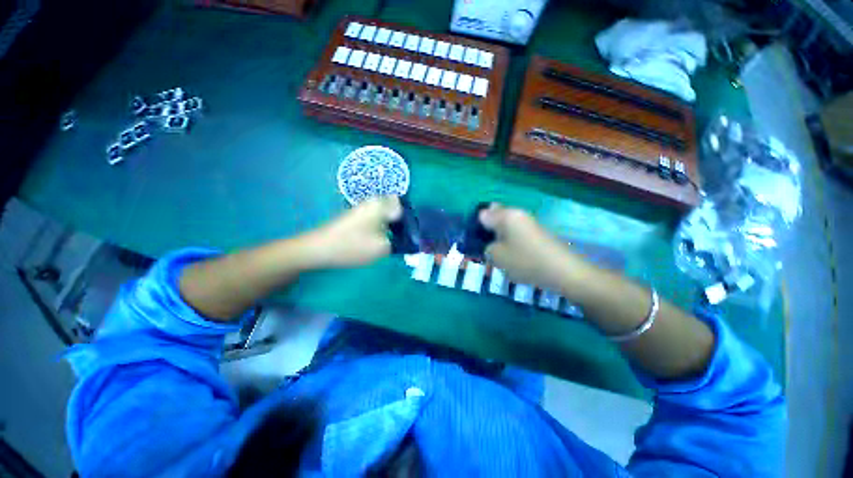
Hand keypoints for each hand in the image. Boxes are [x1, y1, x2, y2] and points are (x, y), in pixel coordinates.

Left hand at [305, 196, 402, 267]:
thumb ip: (400, 243)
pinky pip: (376, 217)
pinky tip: (379, 239)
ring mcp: (363, 208)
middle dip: (402, 221)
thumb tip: (407, 239)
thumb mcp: (382, 248)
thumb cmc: (352, 245)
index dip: (410, 219)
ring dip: (392, 225)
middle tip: (404, 238)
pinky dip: (382, 226)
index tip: (411, 234)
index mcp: (381, 204)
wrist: (318, 249)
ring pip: (386, 212)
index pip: (404, 205)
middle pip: (395, 207)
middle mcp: (373, 201)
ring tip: (393, 240)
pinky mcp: (357, 215)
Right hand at [479, 203, 574, 289]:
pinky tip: (513, 256)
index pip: (483, 214)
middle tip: (485, 248)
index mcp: (506, 215)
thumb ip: (486, 246)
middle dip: (487, 230)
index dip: (475, 227)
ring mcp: (529, 222)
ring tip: (498, 255)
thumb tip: (488, 241)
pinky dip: (511, 241)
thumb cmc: (525, 261)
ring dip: (499, 237)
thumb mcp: (496, 256)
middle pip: (496, 217)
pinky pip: (517, 233)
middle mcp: (518, 214)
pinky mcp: (538, 232)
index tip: (473, 242)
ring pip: (506, 226)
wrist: (564, 271)